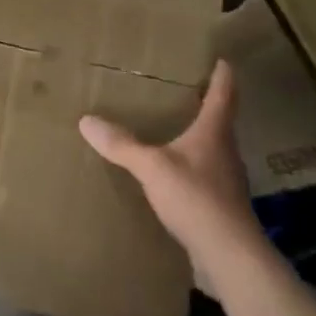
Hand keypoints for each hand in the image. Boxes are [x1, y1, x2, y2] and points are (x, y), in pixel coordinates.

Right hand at [78, 61, 268, 273]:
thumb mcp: (151, 167)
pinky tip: (171, 173)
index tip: (222, 60)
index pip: (224, 96)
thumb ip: (121, 144)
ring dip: (197, 137)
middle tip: (186, 90)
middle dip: (206, 105)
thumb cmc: (196, 199)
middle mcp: (225, 152)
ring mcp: (225, 180)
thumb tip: (87, 120)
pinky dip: (189, 165)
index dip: (223, 76)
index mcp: (214, 134)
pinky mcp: (219, 205)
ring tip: (174, 128)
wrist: (229, 255)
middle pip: (220, 122)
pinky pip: (203, 174)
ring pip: (212, 149)